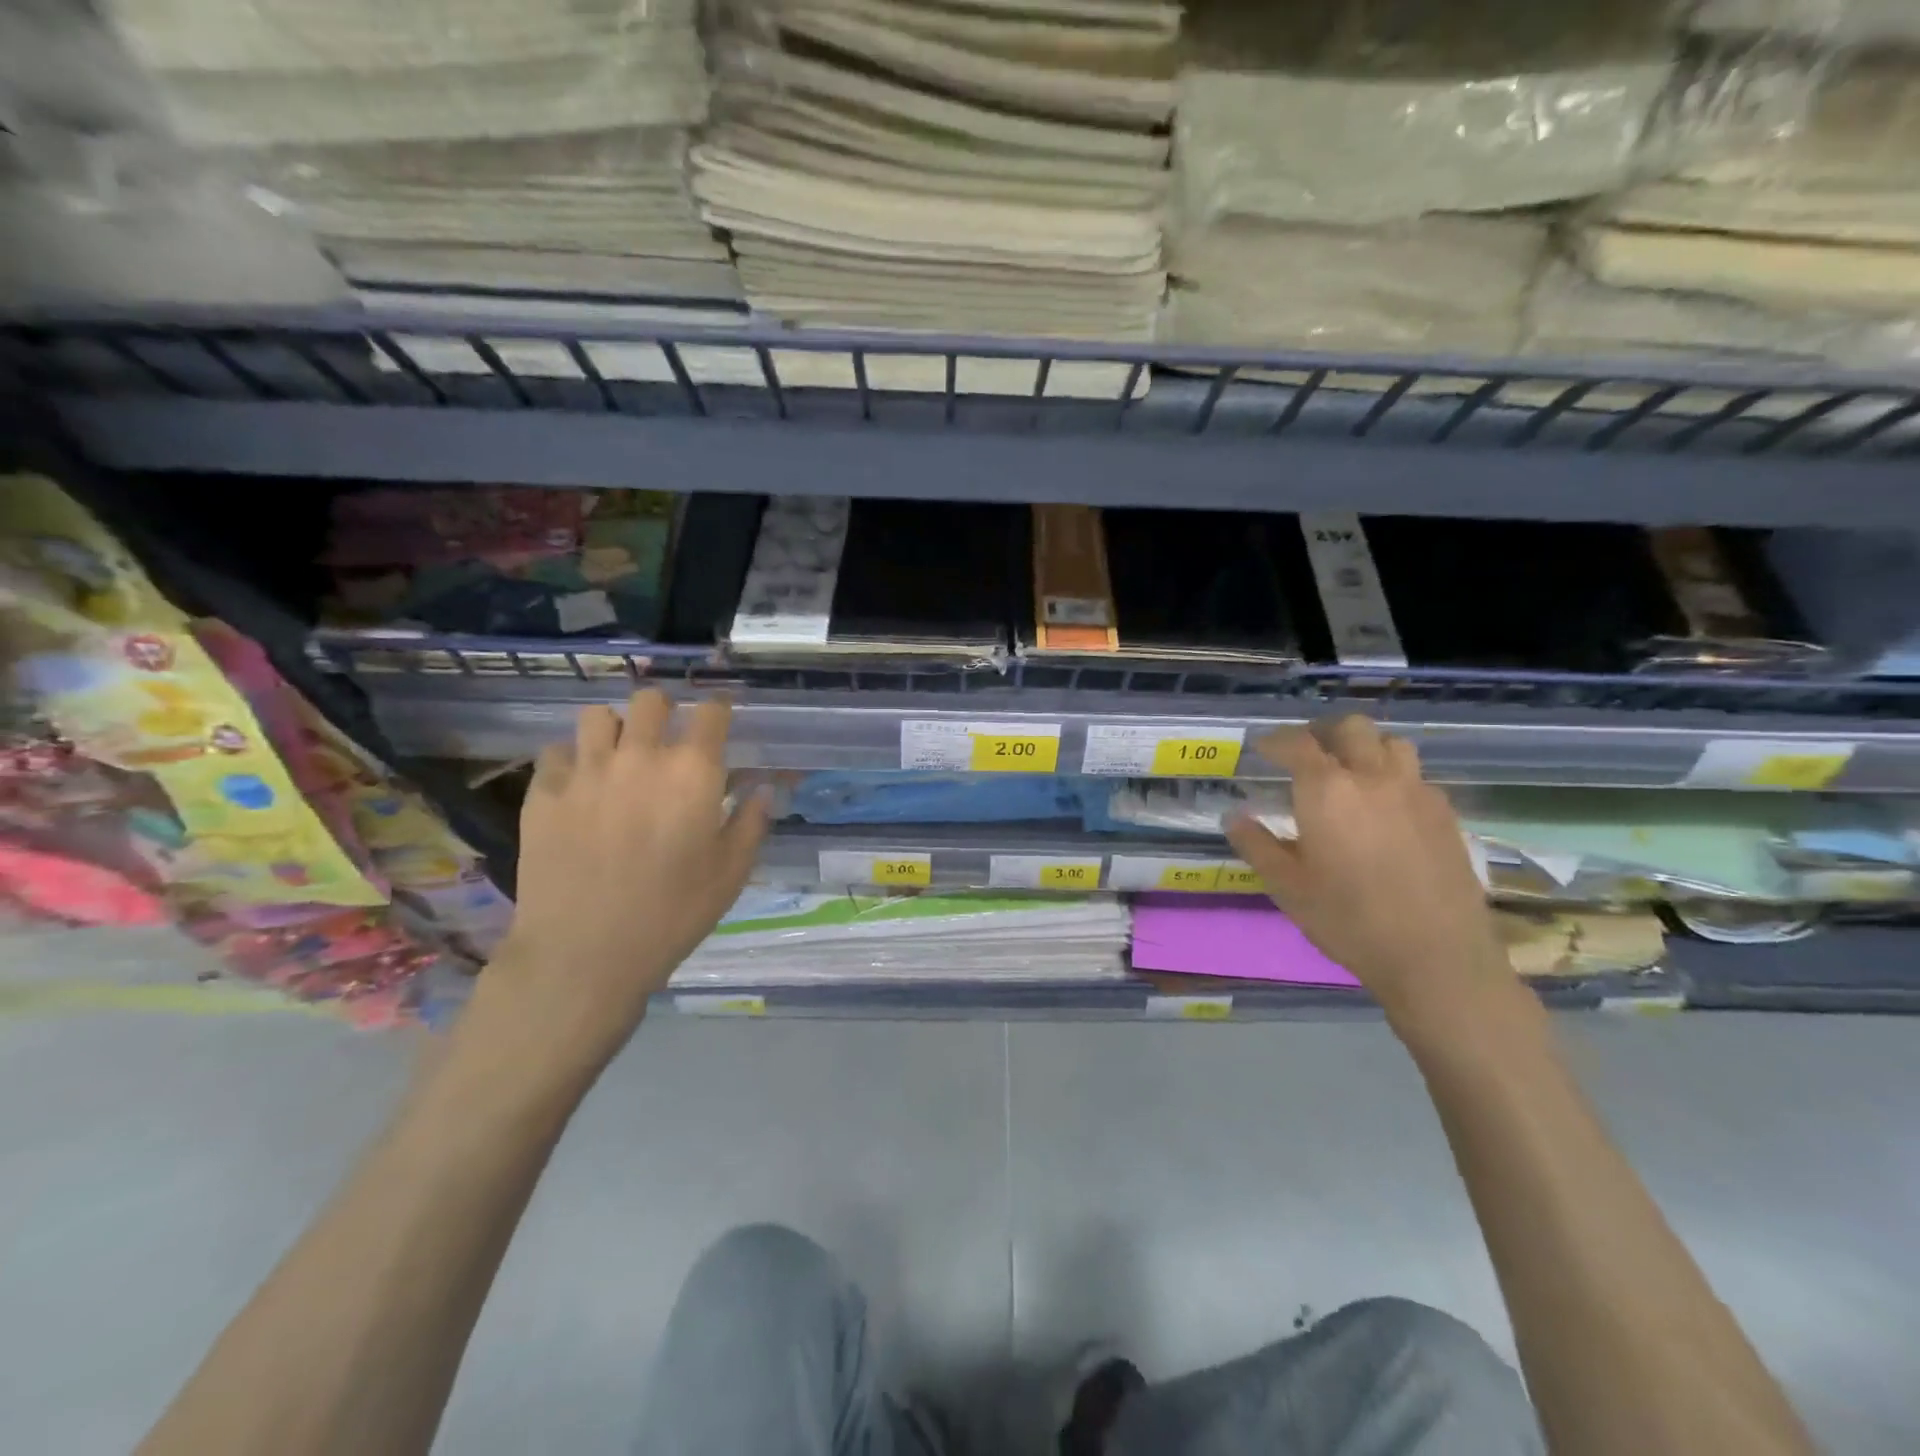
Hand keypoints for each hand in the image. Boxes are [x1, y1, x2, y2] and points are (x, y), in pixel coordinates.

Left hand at [475, 690, 768, 1078]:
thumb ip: (751, 822)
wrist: (584, 953)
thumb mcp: (731, 873)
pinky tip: (579, 788)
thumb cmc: (672, 914)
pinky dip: (571, 761)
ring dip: (614, 729)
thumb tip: (762, 788)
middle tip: (667, 740)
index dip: (719, 710)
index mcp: (693, 772)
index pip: (711, 712)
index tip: (720, 719)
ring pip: (598, 715)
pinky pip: (556, 752)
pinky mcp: (543, 792)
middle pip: (651, 700)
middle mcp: (640, 756)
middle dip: (665, 711)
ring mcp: (586, 770)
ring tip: (618, 756)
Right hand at [1224, 716, 1516, 1036]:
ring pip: (1391, 744)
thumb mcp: (1286, 887)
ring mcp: (1416, 792)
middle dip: (1323, 733)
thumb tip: (1234, 817)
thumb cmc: (1348, 920)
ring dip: (1365, 749)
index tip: (1263, 749)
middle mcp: (1373, 778)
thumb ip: (1256, 845)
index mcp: (1326, 791)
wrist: (1436, 956)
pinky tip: (1387, 810)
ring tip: (1351, 774)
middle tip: (1307, 755)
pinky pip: (1416, 776)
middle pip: (1350, 728)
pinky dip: (1394, 777)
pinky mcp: (1445, 814)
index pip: (1297, 744)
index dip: (1276, 741)